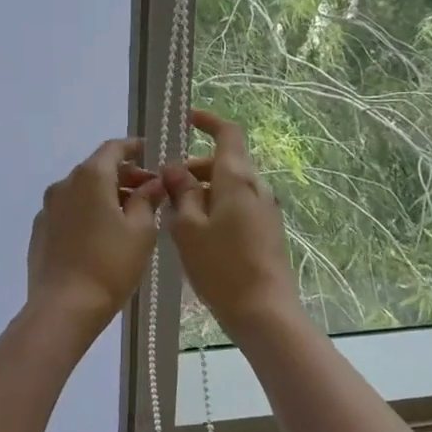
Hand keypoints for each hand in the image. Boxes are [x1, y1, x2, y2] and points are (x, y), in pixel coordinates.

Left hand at [27, 138, 165, 334]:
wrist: (63, 307)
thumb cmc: (110, 266)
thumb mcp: (141, 232)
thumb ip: (147, 200)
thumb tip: (153, 183)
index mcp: (90, 177)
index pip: (113, 148)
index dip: (135, 148)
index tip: (152, 153)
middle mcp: (64, 184)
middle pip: (97, 168)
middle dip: (124, 176)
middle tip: (150, 192)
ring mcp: (48, 208)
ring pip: (82, 190)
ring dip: (106, 195)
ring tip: (130, 216)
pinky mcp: (40, 230)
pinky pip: (69, 210)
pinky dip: (88, 211)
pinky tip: (102, 234)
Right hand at [161, 109, 300, 337]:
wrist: (264, 311)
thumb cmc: (221, 267)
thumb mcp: (188, 228)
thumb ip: (180, 193)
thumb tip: (174, 169)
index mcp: (237, 179)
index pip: (228, 134)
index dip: (208, 121)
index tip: (186, 120)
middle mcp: (257, 187)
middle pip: (224, 163)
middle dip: (193, 168)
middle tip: (164, 188)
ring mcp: (266, 210)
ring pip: (229, 187)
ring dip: (202, 191)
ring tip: (174, 215)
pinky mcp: (267, 231)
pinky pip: (237, 206)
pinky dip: (215, 207)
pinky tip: (196, 234)